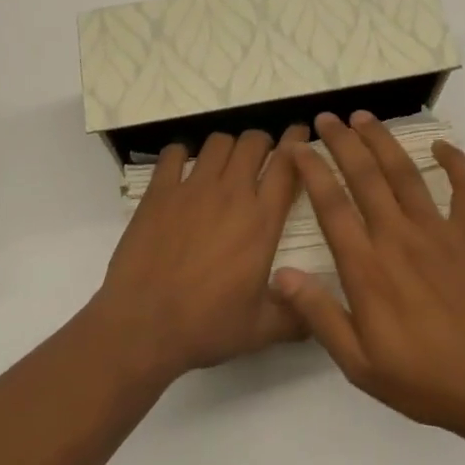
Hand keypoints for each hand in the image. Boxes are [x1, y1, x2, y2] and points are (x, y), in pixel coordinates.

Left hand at [90, 127, 308, 383]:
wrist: (143, 324)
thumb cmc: (206, 326)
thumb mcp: (261, 330)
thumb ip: (297, 317)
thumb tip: (321, 313)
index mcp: (262, 220)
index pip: (287, 164)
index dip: (298, 143)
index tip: (301, 133)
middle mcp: (231, 193)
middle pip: (253, 142)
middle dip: (262, 143)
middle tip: (262, 157)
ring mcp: (192, 188)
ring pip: (218, 142)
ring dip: (227, 147)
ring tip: (225, 163)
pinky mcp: (159, 191)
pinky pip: (174, 154)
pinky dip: (181, 155)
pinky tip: (182, 169)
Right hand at [272, 111, 464, 437]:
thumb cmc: (424, 379)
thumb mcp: (359, 363)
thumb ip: (318, 315)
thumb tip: (280, 275)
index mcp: (367, 267)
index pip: (331, 205)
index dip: (311, 171)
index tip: (297, 148)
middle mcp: (398, 237)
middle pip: (365, 176)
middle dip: (342, 141)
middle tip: (326, 117)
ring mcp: (438, 232)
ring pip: (405, 173)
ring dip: (382, 141)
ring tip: (364, 117)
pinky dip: (456, 163)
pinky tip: (442, 146)